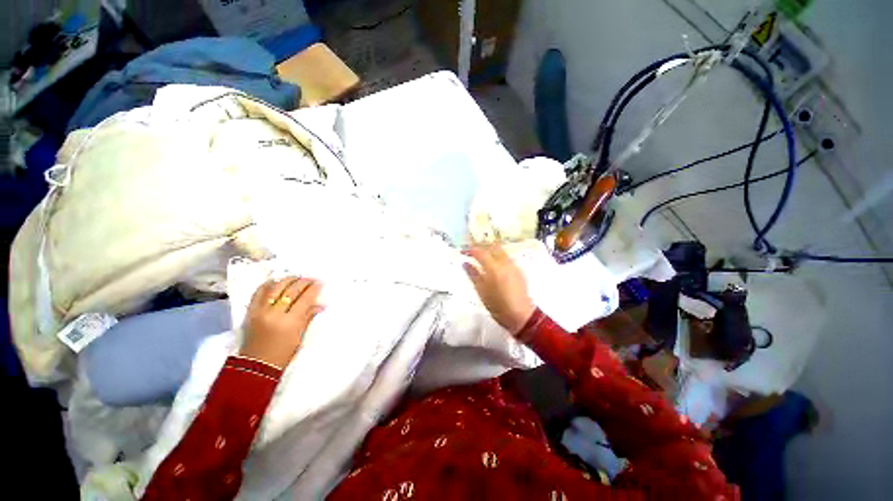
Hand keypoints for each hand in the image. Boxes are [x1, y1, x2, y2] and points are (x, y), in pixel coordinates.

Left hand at [240, 277, 323, 368]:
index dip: (314, 288)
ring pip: (275, 287)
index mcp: (290, 321)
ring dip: (288, 280)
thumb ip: (308, 317)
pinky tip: (276, 282)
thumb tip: (320, 305)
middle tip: (311, 279)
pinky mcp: (250, 311)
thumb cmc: (283, 353)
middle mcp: (275, 313)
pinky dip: (268, 285)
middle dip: (303, 282)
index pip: (305, 298)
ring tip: (296, 279)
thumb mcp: (300, 335)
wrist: (257, 364)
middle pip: (291, 290)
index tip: (319, 283)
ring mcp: (261, 311)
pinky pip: (259, 292)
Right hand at [463, 244, 535, 335]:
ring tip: (482, 256)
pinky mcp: (518, 270)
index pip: (480, 252)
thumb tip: (465, 263)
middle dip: (481, 246)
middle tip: (472, 251)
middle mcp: (504, 263)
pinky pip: (506, 257)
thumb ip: (473, 274)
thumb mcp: (481, 291)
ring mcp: (513, 265)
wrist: (520, 315)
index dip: (470, 250)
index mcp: (493, 268)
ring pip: (501, 250)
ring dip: (490, 249)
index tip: (463, 251)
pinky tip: (493, 264)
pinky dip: (498, 255)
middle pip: (492, 246)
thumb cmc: (497, 306)